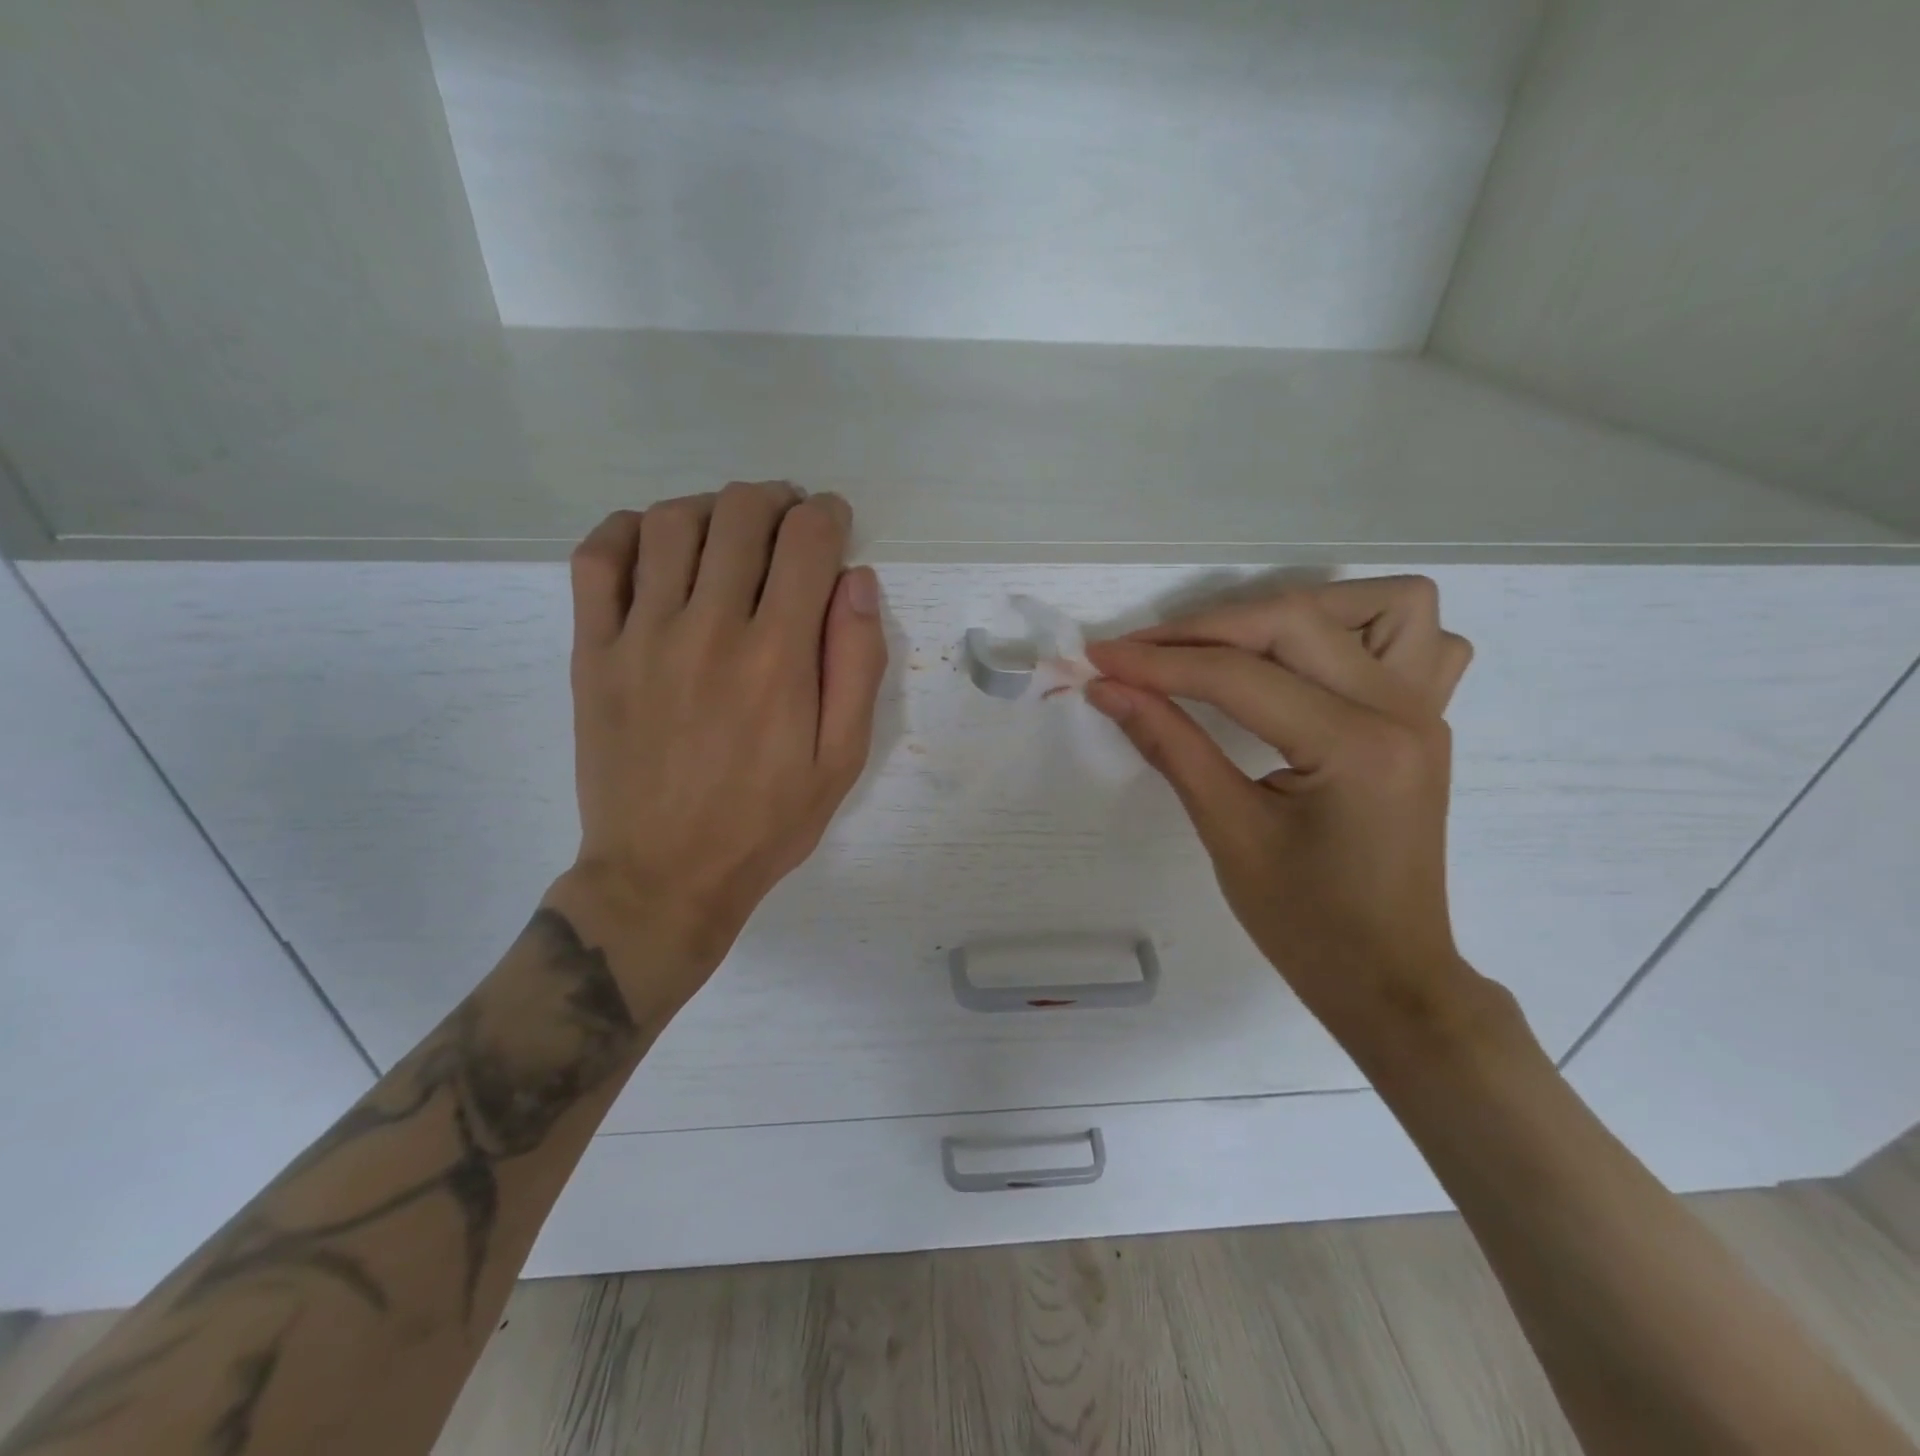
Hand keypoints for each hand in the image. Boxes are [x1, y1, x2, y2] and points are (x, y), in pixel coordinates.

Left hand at [550, 483, 887, 998]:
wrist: (663, 875)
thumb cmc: (765, 823)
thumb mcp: (842, 760)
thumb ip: (857, 665)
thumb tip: (857, 581)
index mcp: (778, 656)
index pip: (807, 540)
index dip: (829, 516)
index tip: (834, 525)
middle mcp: (709, 627)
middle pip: (741, 513)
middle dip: (778, 501)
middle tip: (790, 524)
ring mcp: (641, 635)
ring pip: (672, 521)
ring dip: (713, 508)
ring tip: (730, 533)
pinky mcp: (592, 651)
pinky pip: (599, 558)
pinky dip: (628, 530)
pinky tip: (657, 546)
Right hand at [1085, 578, 1493, 1057]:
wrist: (1390, 979)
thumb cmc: (1306, 925)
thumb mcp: (1228, 833)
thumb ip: (1169, 745)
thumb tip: (1107, 689)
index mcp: (1355, 747)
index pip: (1238, 677)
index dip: (1157, 663)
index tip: (1097, 658)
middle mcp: (1402, 711)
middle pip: (1296, 620)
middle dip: (1206, 629)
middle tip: (1142, 655)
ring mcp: (1426, 711)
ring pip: (1384, 605)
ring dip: (1300, 610)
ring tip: (1237, 645)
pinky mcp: (1425, 721)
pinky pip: (1421, 641)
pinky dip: (1361, 631)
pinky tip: (1312, 664)